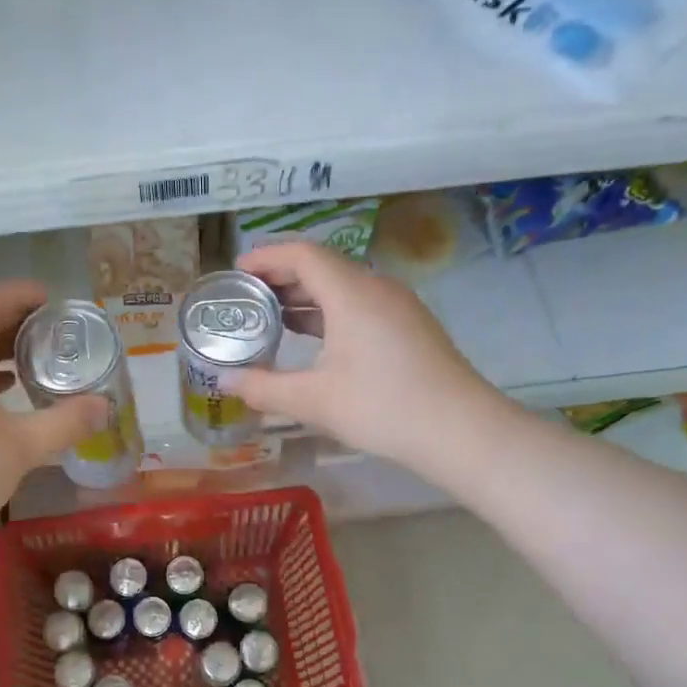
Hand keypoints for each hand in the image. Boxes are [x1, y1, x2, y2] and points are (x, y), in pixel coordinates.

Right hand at [227, 242, 493, 473]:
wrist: (462, 431)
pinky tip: (313, 339)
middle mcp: (376, 288)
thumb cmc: (383, 408)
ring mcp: (398, 306)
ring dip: (305, 297)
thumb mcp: (315, 400)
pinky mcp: (409, 326)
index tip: (236, 272)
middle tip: (246, 297)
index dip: (265, 257)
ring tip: (270, 318)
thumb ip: (264, 388)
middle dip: (280, 277)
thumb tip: (225, 382)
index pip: (302, 254)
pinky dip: (329, 312)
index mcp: (352, 293)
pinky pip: (360, 304)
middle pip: (322, 266)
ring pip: (343, 287)